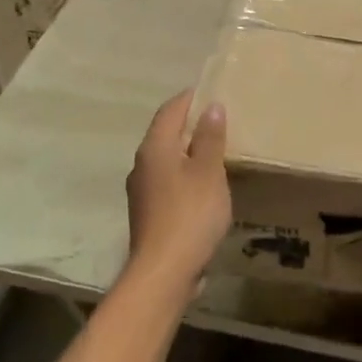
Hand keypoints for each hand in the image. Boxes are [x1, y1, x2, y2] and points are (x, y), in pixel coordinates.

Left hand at [126, 90, 231, 287]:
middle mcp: (142, 165)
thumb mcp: (209, 172)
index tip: (211, 90)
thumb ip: (210, 139)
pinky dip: (186, 174)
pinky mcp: (149, 213)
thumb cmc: (190, 214)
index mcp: (154, 149)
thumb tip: (211, 107)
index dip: (190, 98)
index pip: (170, 111)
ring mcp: (142, 191)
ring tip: (216, 150)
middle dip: (190, 124)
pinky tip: (205, 185)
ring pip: (166, 159)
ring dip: (188, 151)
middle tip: (219, 118)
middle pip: (165, 134)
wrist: (164, 271)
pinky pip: (169, 182)